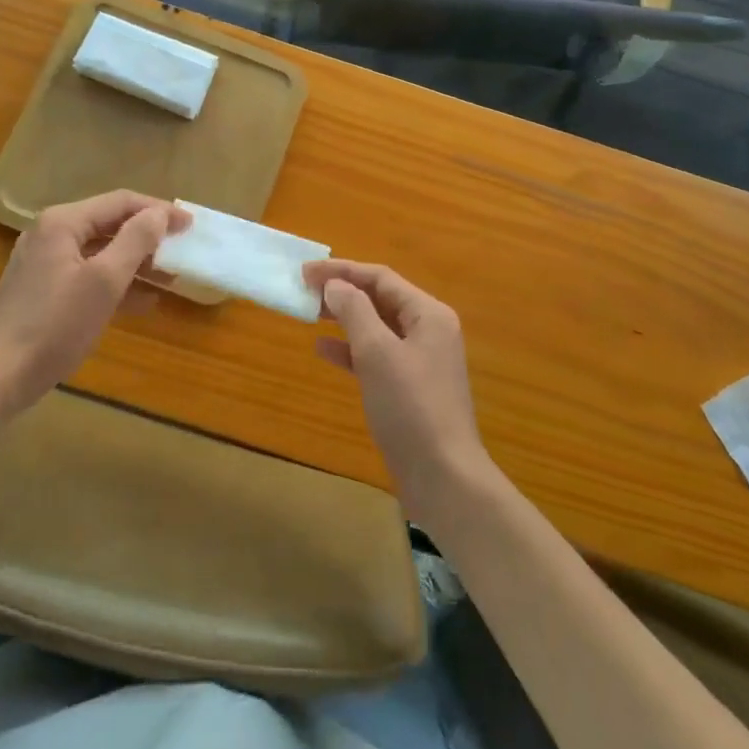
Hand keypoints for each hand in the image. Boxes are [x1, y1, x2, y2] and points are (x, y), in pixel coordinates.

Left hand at [0, 191, 187, 413]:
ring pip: (100, 251)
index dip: (159, 210)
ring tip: (170, 276)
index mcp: (62, 222)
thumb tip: (159, 214)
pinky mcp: (42, 289)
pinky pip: (87, 273)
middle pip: (109, 223)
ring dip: (135, 261)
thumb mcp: (104, 282)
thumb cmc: (55, 326)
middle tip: (182, 248)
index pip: (121, 202)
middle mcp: (50, 233)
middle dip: (148, 236)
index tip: (190, 225)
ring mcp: (43, 262)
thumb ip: (135, 241)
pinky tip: (142, 301)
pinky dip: (115, 282)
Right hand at [306, 261, 492, 527]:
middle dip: (343, 291)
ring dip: (344, 318)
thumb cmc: (411, 407)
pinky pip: (376, 355)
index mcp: (428, 314)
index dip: (341, 270)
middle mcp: (428, 330)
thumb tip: (334, 285)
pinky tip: (324, 350)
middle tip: (304, 290)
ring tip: (309, 313)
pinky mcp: (410, 388)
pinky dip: (351, 350)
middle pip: (380, 298)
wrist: (444, 478)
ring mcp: (421, 361)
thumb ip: (354, 311)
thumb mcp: (377, 352)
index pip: (380, 278)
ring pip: (376, 327)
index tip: (305, 272)